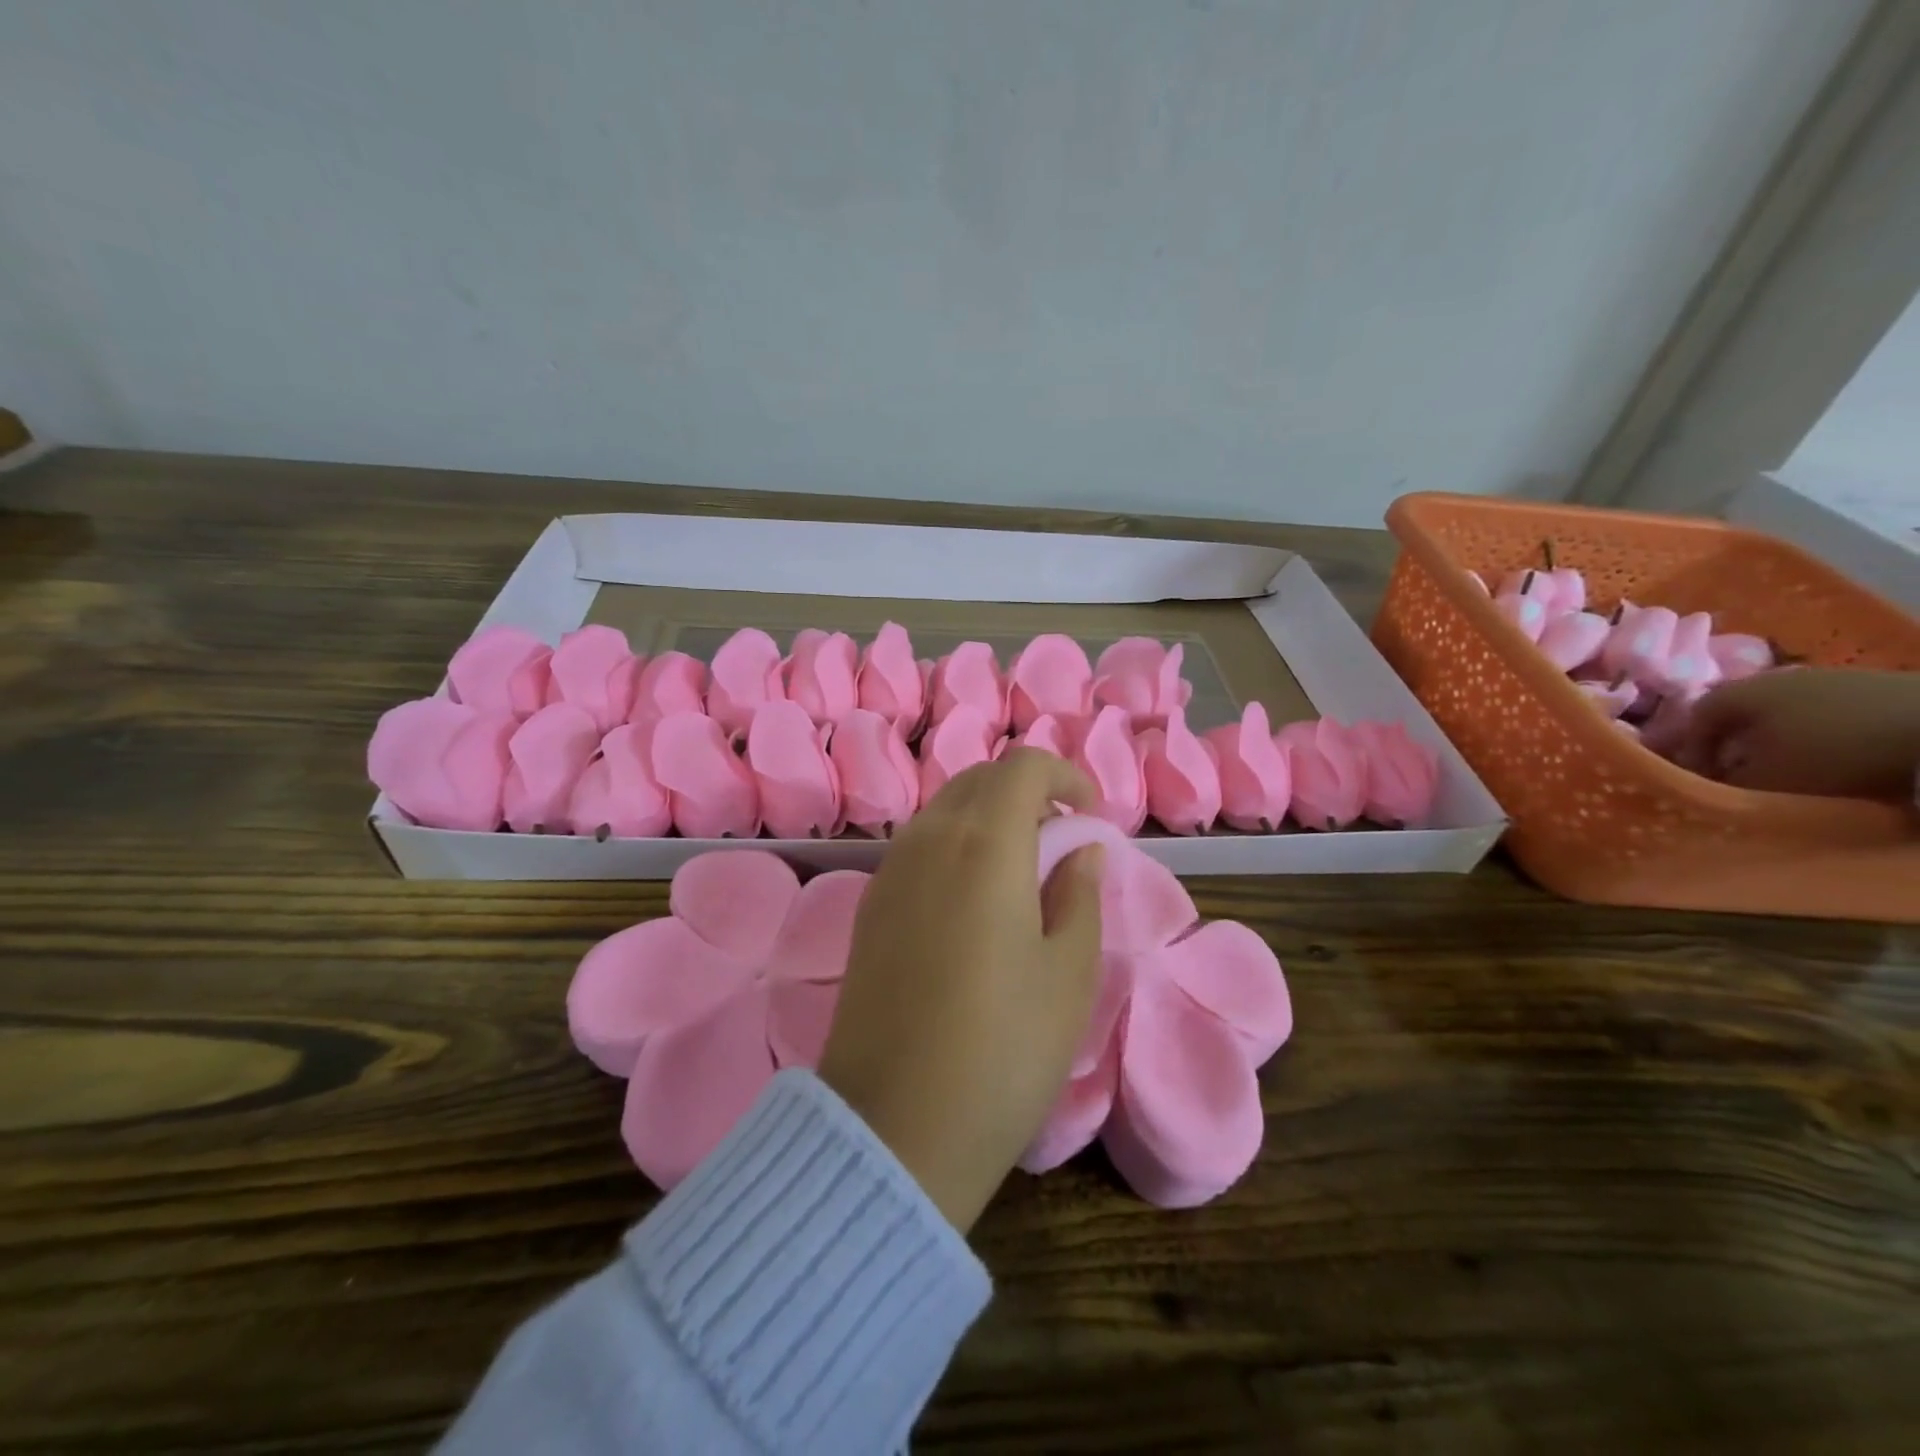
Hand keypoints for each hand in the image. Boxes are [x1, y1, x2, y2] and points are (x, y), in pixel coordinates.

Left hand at [818, 749, 1105, 1232]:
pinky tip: (975, 899)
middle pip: (979, 779)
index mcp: (983, 843)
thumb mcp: (1068, 972)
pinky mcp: (869, 906)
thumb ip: (1079, 893)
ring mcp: (889, 871)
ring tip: (1022, 870)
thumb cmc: (1003, 1048)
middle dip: (1027, 791)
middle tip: (1061, 839)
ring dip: (988, 816)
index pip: (1022, 767)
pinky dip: (955, 844)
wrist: (893, 1125)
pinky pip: (918, 845)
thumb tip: (1078, 848)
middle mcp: (928, 839)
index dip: (1064, 775)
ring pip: (944, 809)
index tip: (1090, 814)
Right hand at [1668, 668, 1919, 798]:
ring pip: (1786, 711)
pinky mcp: (1877, 684)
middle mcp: (1774, 676)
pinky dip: (1824, 733)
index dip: (1692, 751)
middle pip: (1741, 712)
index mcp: (1737, 692)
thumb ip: (1726, 781)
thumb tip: (1712, 782)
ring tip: (1795, 768)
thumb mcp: (1767, 779)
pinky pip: (1830, 711)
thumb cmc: (1833, 752)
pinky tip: (1839, 754)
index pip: (1694, 719)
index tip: (1704, 779)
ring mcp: (1830, 676)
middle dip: (1738, 744)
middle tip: (1745, 774)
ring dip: (1783, 739)